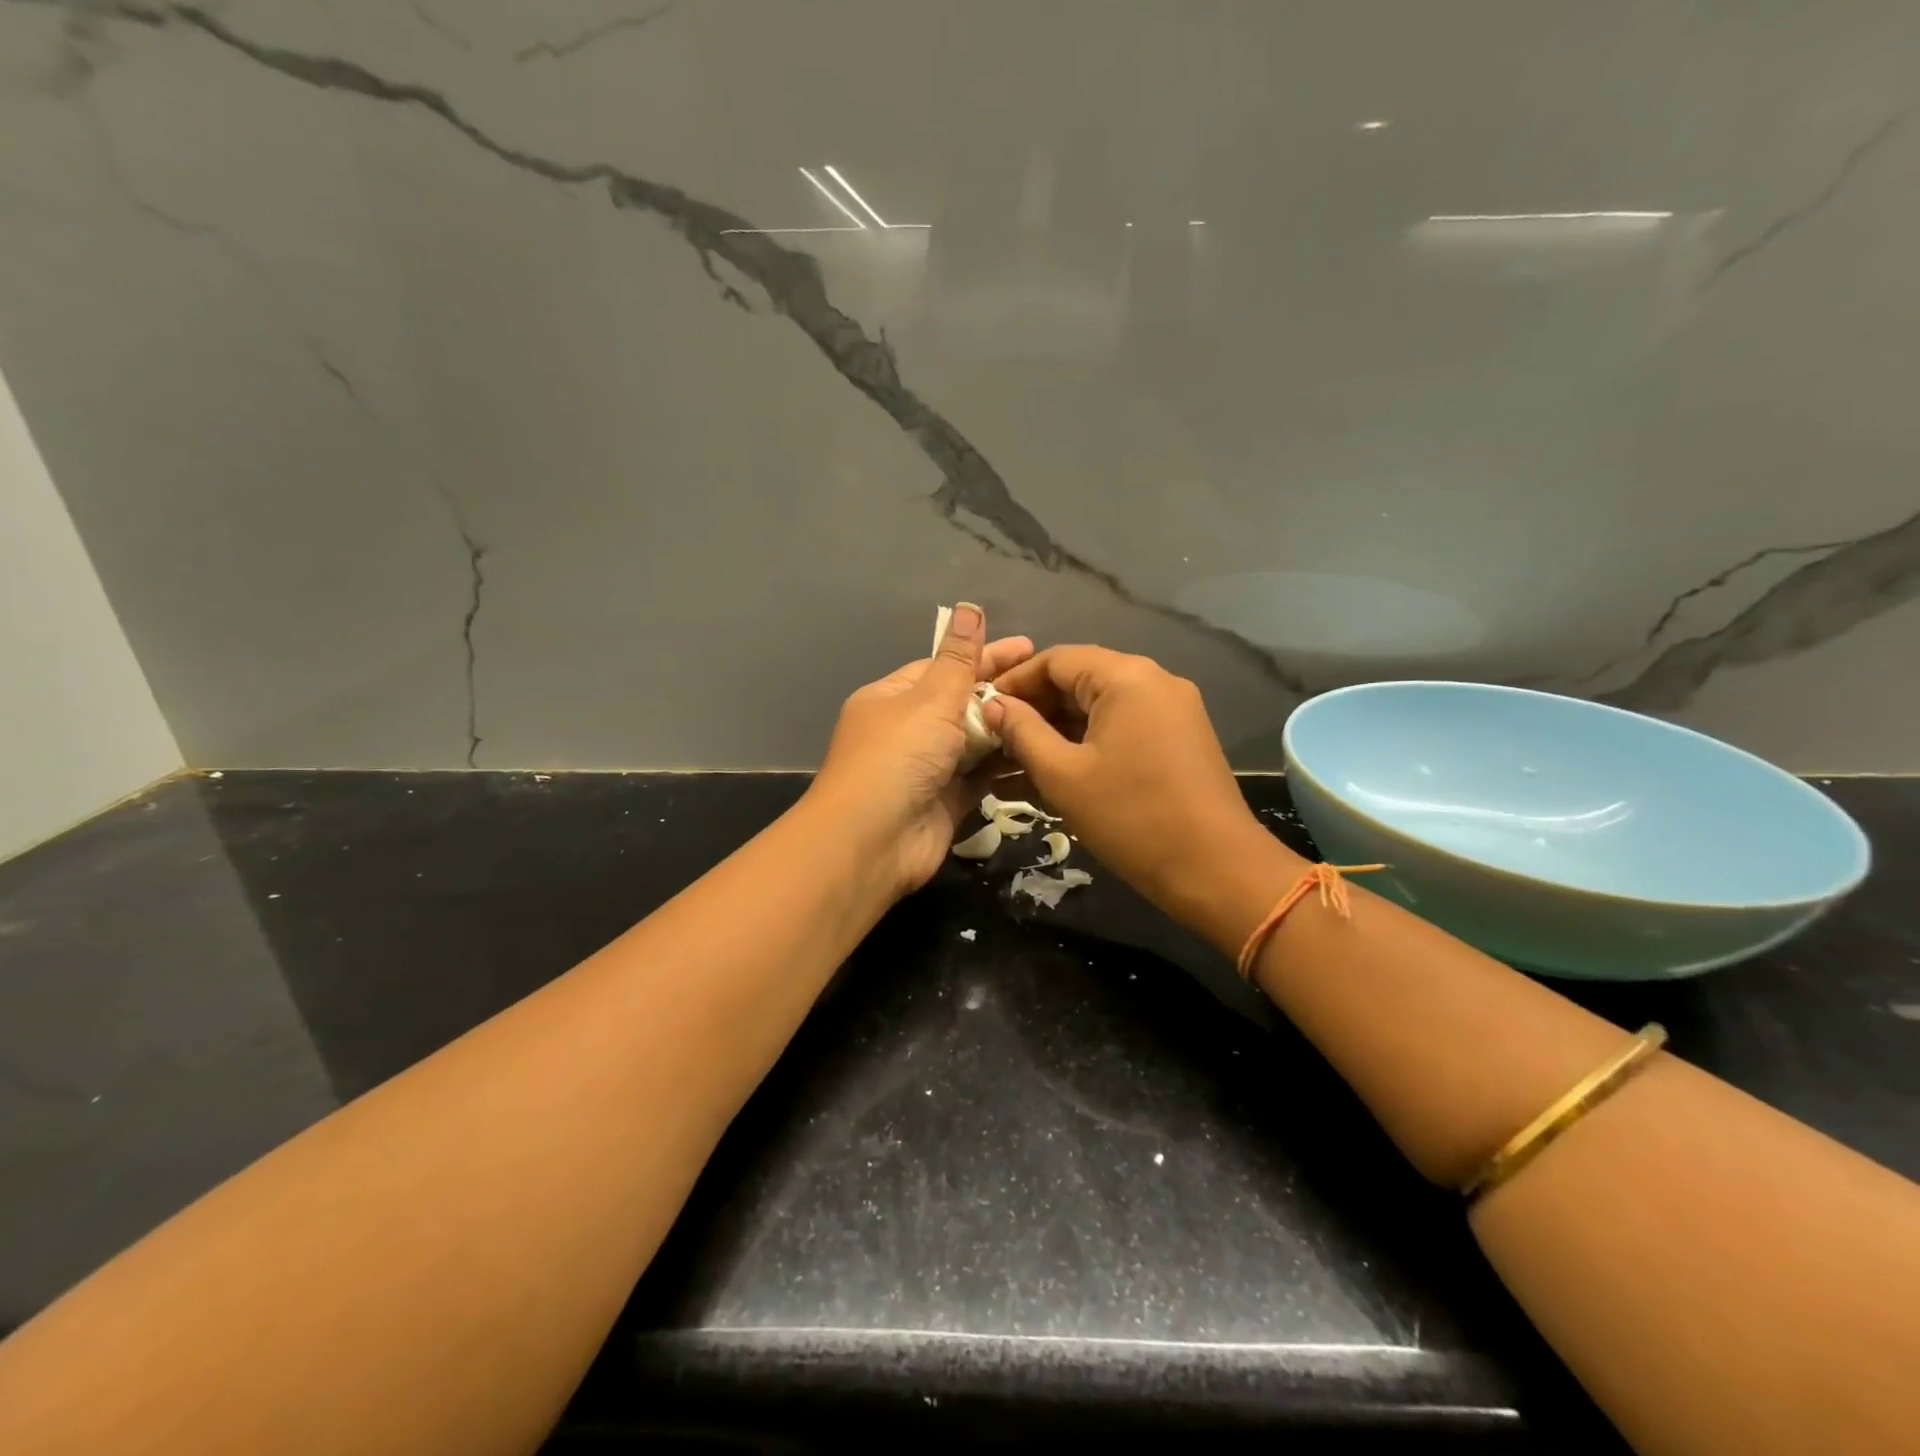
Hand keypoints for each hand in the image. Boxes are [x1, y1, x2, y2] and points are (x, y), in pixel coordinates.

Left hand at [808, 604, 1033, 898]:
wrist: (873, 842)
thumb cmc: (898, 757)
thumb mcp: (930, 699)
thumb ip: (959, 659)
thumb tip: (968, 607)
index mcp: (893, 698)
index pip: (943, 668)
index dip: (985, 656)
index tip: (1029, 648)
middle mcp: (908, 731)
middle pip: (962, 704)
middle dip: (1003, 693)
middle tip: (1052, 684)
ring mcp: (927, 769)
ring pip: (975, 742)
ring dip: (1008, 730)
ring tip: (1058, 716)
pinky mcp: (947, 802)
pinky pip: (981, 777)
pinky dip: (1006, 766)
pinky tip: (1041, 753)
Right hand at [987, 646, 1303, 951]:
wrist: (1216, 869)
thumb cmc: (1131, 818)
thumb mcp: (1062, 775)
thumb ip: (1022, 731)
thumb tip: (993, 705)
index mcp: (1126, 677)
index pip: (1056, 659)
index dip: (1014, 681)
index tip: (981, 707)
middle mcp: (1154, 680)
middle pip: (1079, 679)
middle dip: (1034, 707)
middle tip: (994, 737)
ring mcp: (1172, 709)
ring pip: (1100, 706)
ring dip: (1058, 728)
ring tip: (1014, 757)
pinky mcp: (1180, 737)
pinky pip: (1123, 726)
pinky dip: (1088, 741)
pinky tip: (1055, 767)